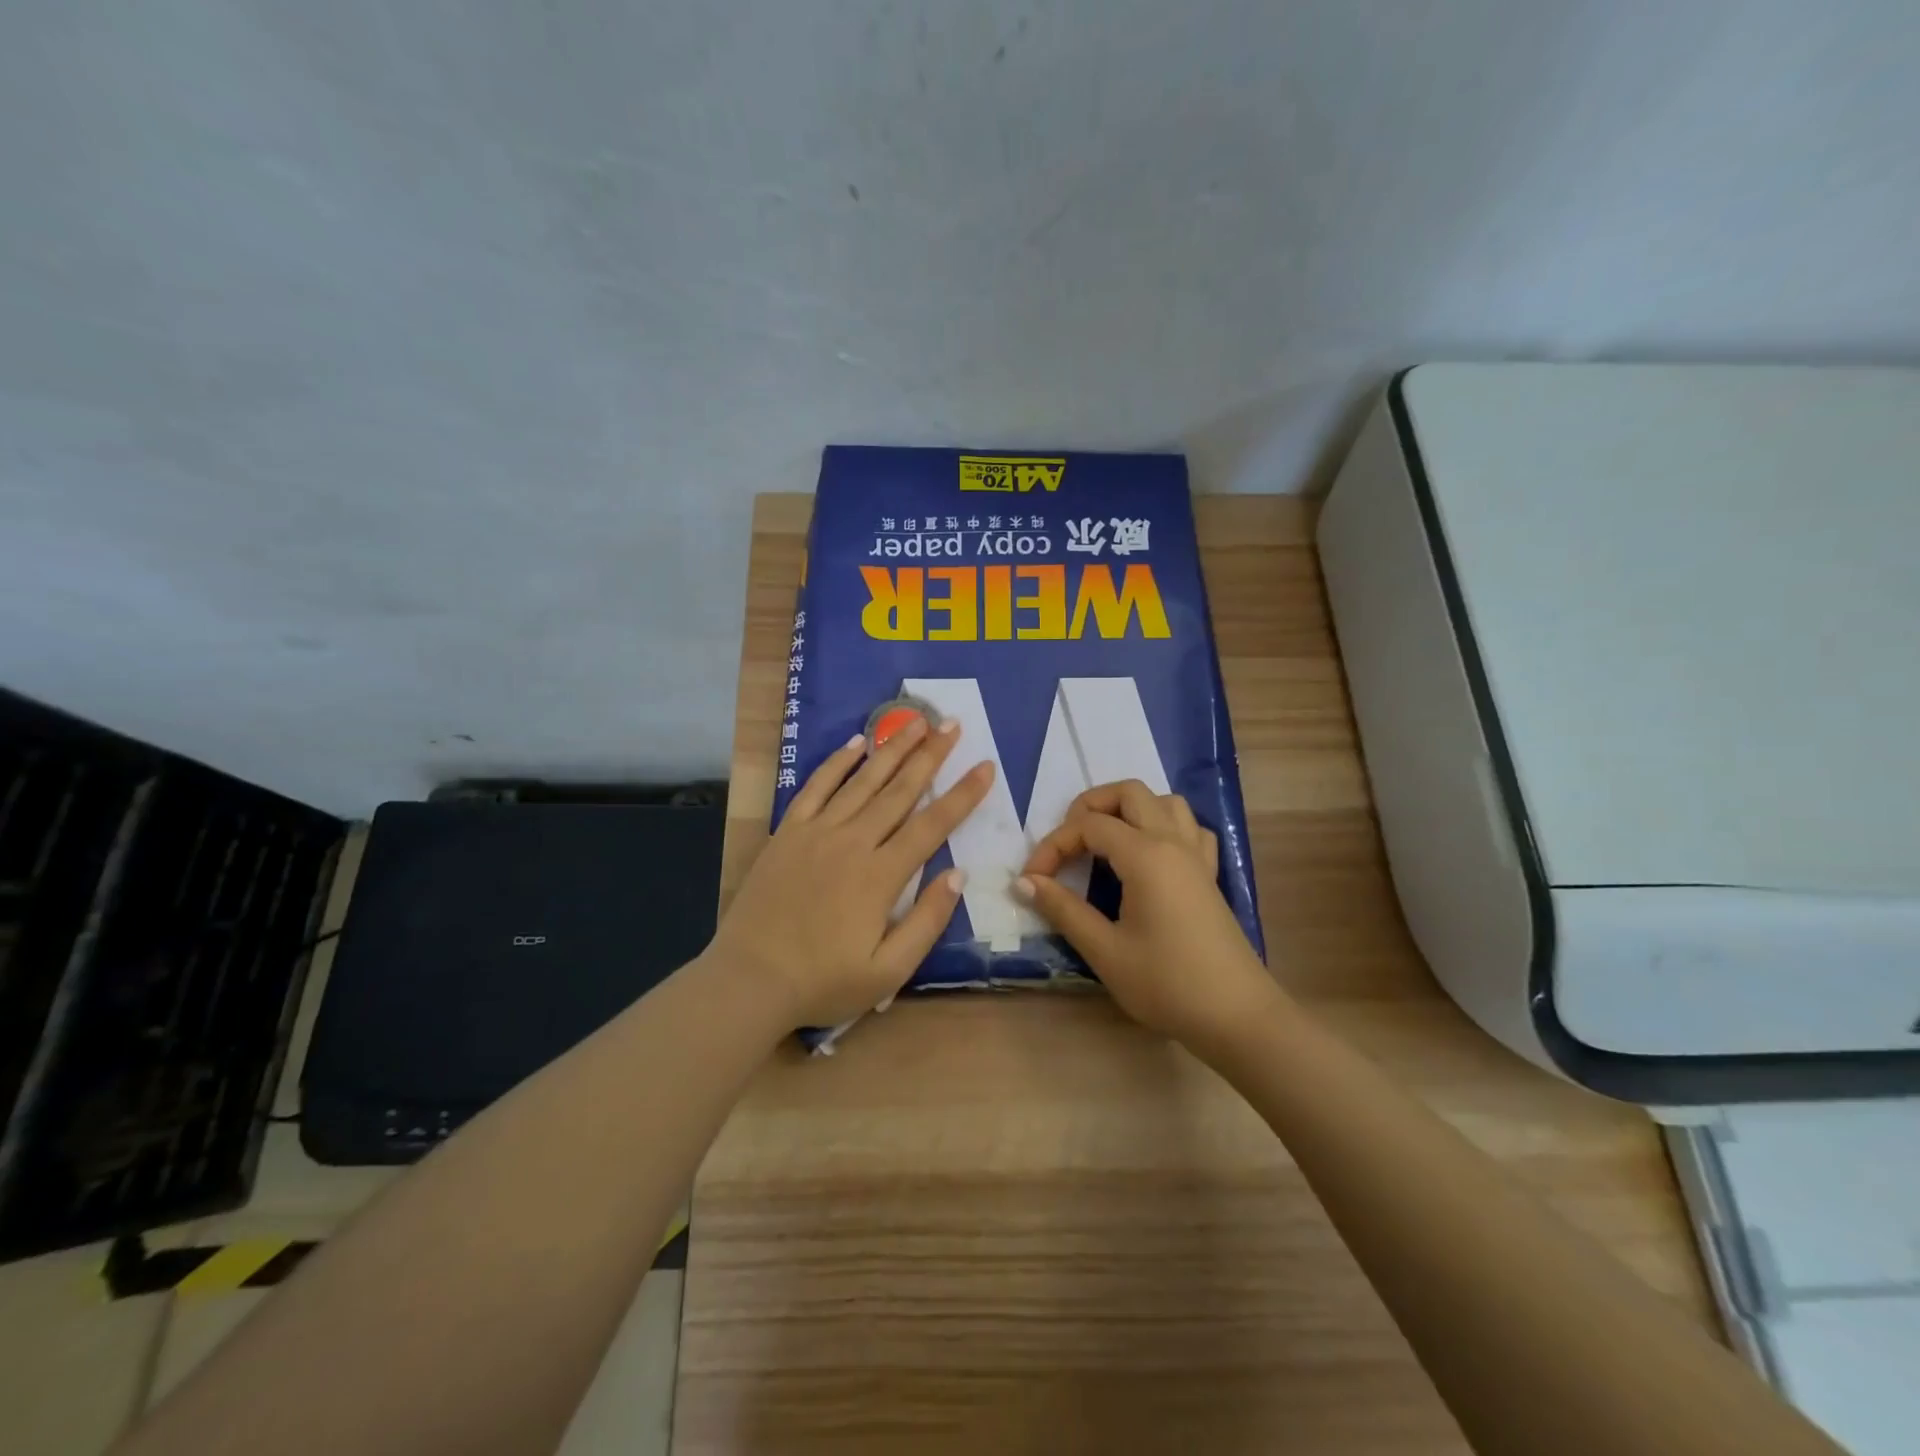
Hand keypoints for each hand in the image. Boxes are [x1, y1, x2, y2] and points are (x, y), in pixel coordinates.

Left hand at [710, 715, 993, 1026]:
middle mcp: (853, 842)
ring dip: (892, 749)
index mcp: (881, 876)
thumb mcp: (888, 971)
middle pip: (900, 791)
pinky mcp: (788, 832)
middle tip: (953, 724)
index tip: (985, 766)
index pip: (932, 825)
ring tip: (916, 722)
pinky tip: (855, 743)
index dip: (963, 794)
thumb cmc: (823, 981)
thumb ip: (927, 922)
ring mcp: (817, 832)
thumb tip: (958, 875)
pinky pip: (816, 787)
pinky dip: (837, 763)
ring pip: (863, 781)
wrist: (750, 979)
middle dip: (931, 755)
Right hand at [1017, 781, 1281, 1051]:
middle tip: (1067, 844)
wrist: (1237, 1016)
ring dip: (1129, 810)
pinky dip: (1164, 826)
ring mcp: (1196, 856)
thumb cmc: (1167, 984)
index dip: (1053, 846)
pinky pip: (1189, 828)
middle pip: (1129, 793)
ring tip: (1104, 843)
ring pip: (1163, 802)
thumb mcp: (1105, 951)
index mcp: (1145, 855)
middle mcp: (1172, 842)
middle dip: (1089, 807)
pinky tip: (1150, 855)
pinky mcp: (1209, 875)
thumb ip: (1063, 909)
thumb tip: (1025, 881)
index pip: (1088, 826)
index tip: (1032, 880)